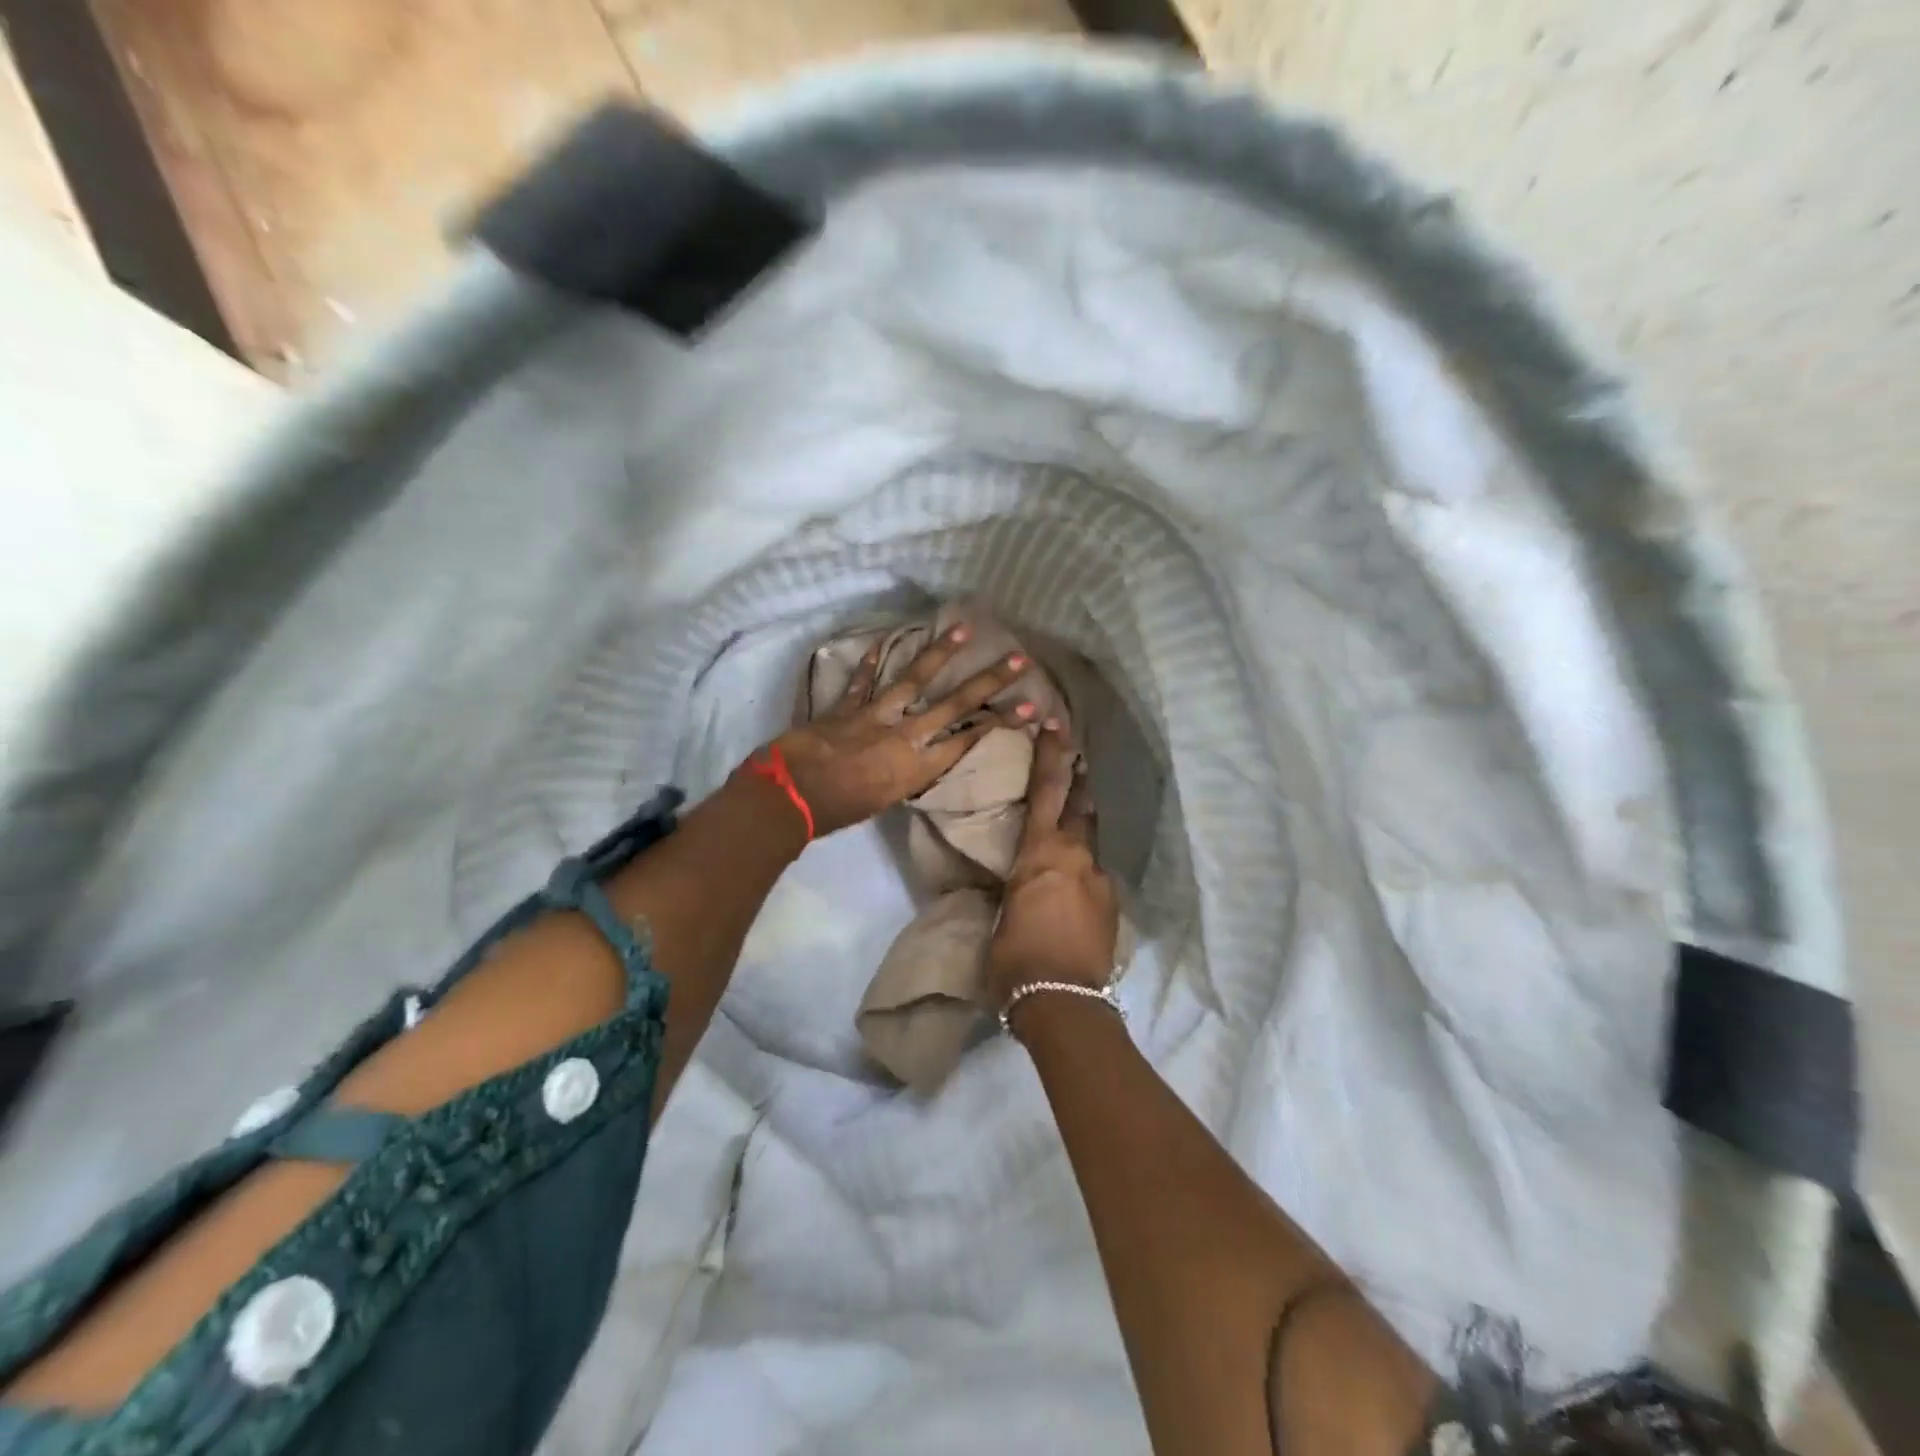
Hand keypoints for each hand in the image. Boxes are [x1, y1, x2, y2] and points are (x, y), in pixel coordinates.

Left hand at [767, 623, 1035, 837]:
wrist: (792, 796)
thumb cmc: (839, 812)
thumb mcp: (886, 800)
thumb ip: (905, 775)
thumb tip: (916, 757)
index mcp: (916, 767)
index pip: (968, 740)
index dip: (1001, 723)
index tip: (1030, 708)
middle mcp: (904, 736)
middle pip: (954, 705)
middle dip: (989, 682)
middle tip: (1017, 660)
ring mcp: (875, 714)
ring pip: (914, 679)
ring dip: (940, 653)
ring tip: (963, 629)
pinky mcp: (847, 705)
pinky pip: (862, 680)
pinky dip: (871, 662)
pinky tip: (883, 641)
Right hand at [984, 722, 1118, 1010]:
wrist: (1062, 1001)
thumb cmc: (1014, 957)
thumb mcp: (1002, 914)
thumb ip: (1020, 887)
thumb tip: (1026, 885)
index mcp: (1041, 854)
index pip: (1047, 791)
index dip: (1052, 755)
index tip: (1057, 723)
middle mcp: (1076, 858)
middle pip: (1080, 808)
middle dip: (1078, 781)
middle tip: (1078, 757)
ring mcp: (1099, 882)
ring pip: (1090, 845)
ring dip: (1082, 831)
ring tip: (1073, 832)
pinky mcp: (1112, 907)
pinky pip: (1095, 879)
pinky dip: (1084, 874)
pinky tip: (1075, 893)